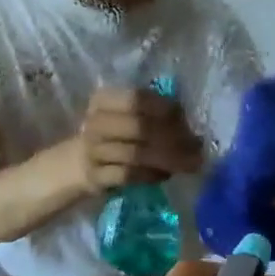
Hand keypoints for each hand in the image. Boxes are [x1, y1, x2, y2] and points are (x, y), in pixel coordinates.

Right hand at [66, 86, 204, 194]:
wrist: (78, 163)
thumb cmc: (114, 136)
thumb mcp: (128, 117)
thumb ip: (156, 116)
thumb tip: (192, 130)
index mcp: (104, 100)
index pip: (138, 99)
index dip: (166, 109)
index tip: (187, 122)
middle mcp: (95, 122)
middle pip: (140, 127)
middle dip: (173, 139)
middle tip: (196, 150)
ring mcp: (92, 150)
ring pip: (136, 154)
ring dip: (167, 160)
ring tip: (188, 164)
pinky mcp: (94, 176)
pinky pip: (129, 175)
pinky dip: (150, 176)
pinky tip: (164, 175)